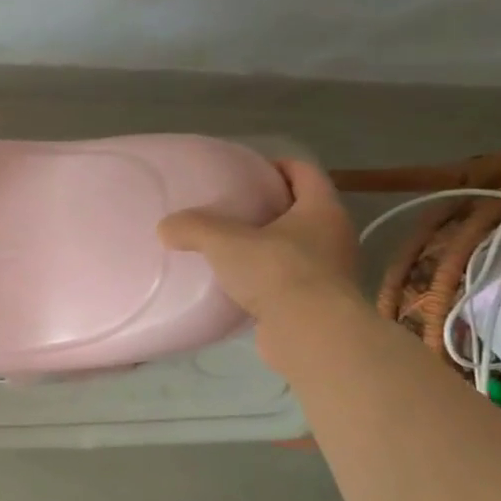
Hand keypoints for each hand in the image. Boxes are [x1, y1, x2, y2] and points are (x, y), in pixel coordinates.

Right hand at [157, 159, 359, 325]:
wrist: (312, 335)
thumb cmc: (277, 272)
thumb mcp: (225, 242)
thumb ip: (193, 228)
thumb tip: (165, 227)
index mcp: (322, 209)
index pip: (304, 172)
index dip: (278, 165)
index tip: (248, 170)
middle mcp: (334, 236)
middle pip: (302, 209)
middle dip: (270, 206)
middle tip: (233, 208)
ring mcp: (331, 272)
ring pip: (297, 246)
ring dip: (269, 244)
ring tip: (231, 247)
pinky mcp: (319, 303)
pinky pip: (290, 279)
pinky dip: (268, 277)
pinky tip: (239, 284)